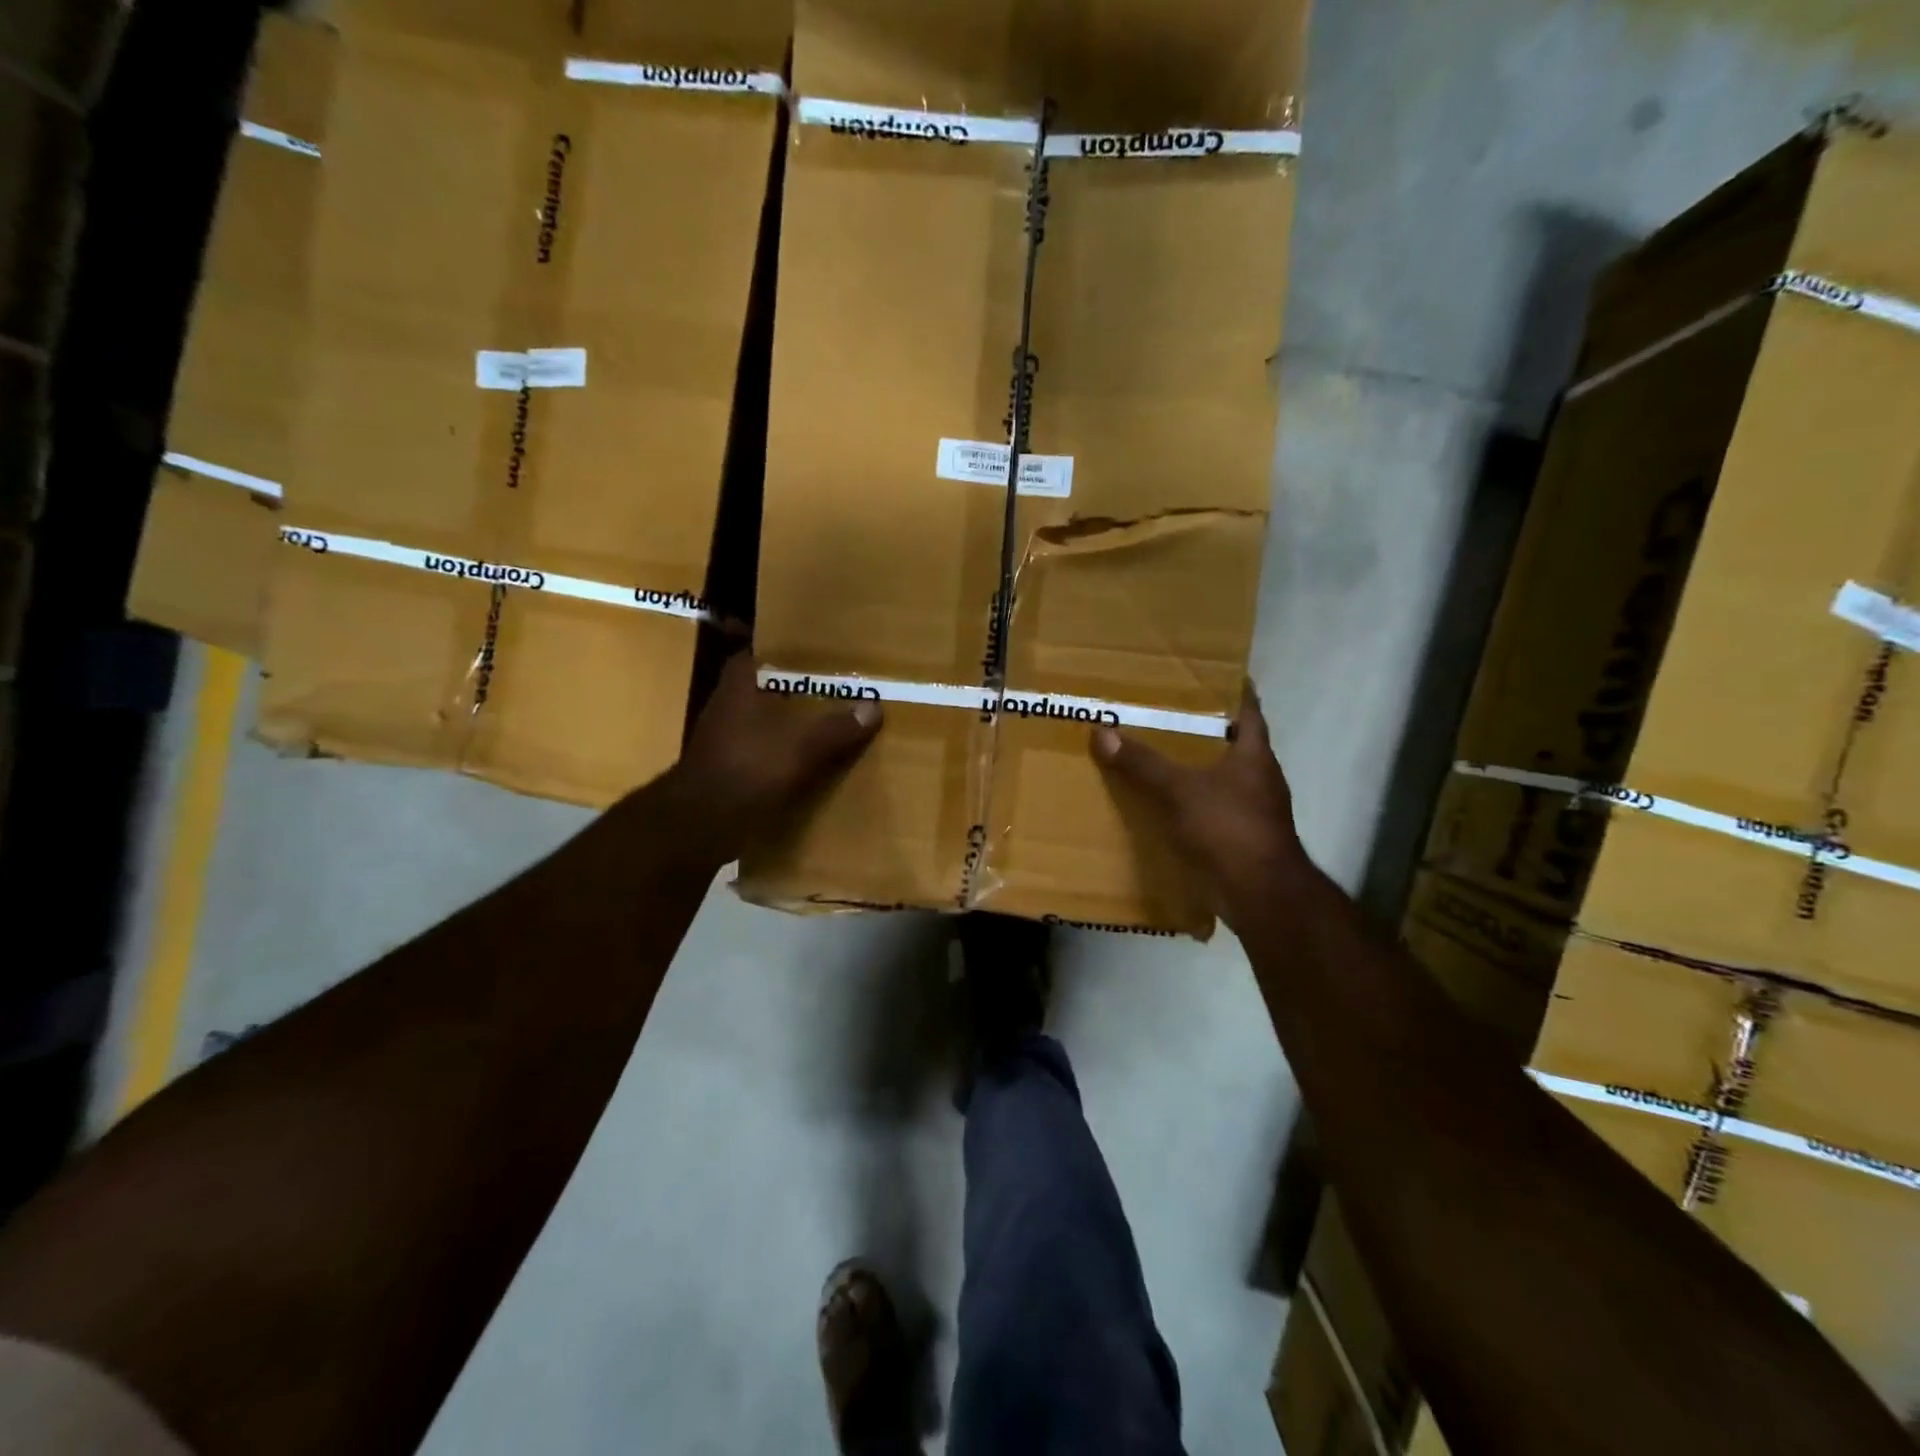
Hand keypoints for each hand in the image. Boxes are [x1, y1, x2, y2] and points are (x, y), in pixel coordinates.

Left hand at [665, 654, 881, 861]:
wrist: (700, 825)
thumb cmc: (749, 769)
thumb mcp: (802, 746)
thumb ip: (837, 726)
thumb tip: (874, 707)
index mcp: (739, 686)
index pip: (760, 653)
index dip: (787, 653)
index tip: (819, 656)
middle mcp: (728, 707)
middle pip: (767, 690)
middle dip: (798, 692)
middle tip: (837, 692)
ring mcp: (724, 741)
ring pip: (766, 723)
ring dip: (793, 726)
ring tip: (832, 726)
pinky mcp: (728, 771)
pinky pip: (764, 754)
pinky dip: (785, 756)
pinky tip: (811, 764)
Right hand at [1091, 684, 1309, 916]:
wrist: (1260, 895)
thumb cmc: (1229, 828)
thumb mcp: (1180, 790)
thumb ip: (1143, 763)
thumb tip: (1102, 731)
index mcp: (1254, 755)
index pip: (1248, 709)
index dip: (1231, 690)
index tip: (1208, 675)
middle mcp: (1258, 778)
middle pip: (1231, 743)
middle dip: (1202, 730)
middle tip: (1164, 712)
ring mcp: (1251, 810)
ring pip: (1219, 778)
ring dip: (1194, 768)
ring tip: (1156, 754)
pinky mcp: (1239, 838)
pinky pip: (1210, 810)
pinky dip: (1189, 803)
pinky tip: (1162, 803)